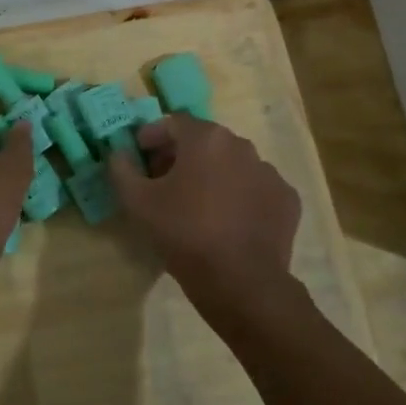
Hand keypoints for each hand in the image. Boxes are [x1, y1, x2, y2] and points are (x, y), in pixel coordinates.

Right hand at [107, 115, 300, 296]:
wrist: (240, 282)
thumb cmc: (184, 233)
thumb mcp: (137, 202)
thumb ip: (122, 169)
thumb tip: (119, 153)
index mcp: (206, 138)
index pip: (173, 122)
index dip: (152, 136)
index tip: (140, 156)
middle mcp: (242, 145)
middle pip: (205, 141)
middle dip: (181, 156)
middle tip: (163, 182)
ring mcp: (269, 172)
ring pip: (232, 165)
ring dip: (212, 175)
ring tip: (196, 205)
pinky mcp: (286, 199)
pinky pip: (255, 189)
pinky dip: (240, 197)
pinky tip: (227, 221)